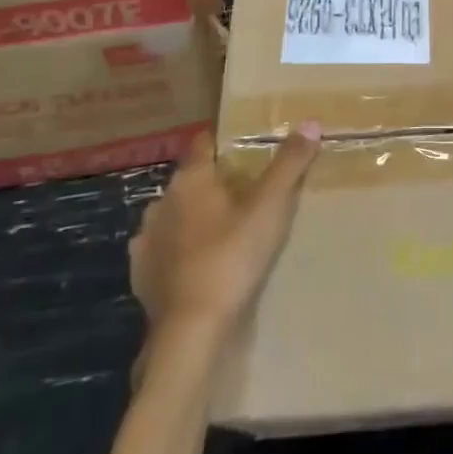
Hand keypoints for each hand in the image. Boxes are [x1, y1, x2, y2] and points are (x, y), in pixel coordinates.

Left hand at [129, 124, 320, 336]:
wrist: (192, 330)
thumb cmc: (232, 257)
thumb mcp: (270, 207)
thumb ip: (290, 163)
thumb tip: (310, 123)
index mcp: (190, 180)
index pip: (204, 143)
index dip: (225, 142)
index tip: (248, 147)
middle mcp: (162, 202)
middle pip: (192, 180)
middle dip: (215, 181)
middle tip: (248, 190)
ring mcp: (148, 239)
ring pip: (175, 214)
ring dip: (195, 216)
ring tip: (224, 227)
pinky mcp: (142, 274)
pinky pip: (163, 249)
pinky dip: (180, 249)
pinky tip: (198, 260)